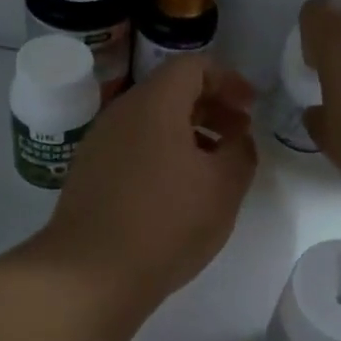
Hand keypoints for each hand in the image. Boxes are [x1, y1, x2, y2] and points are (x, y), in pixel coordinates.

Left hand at [40, 54, 258, 307]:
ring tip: (214, 165)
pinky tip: (180, 189)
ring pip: (152, 121)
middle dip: (211, 106)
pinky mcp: (89, 173)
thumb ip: (241, 152)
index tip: (251, 107)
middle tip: (239, 134)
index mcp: (154, 104)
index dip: (229, 80)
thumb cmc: (166, 222)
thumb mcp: (224, 187)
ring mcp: (100, 143)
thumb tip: (237, 139)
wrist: (90, 273)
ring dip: (189, 132)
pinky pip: (134, 146)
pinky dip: (164, 152)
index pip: (193, 66)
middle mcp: (121, 113)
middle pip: (171, 91)